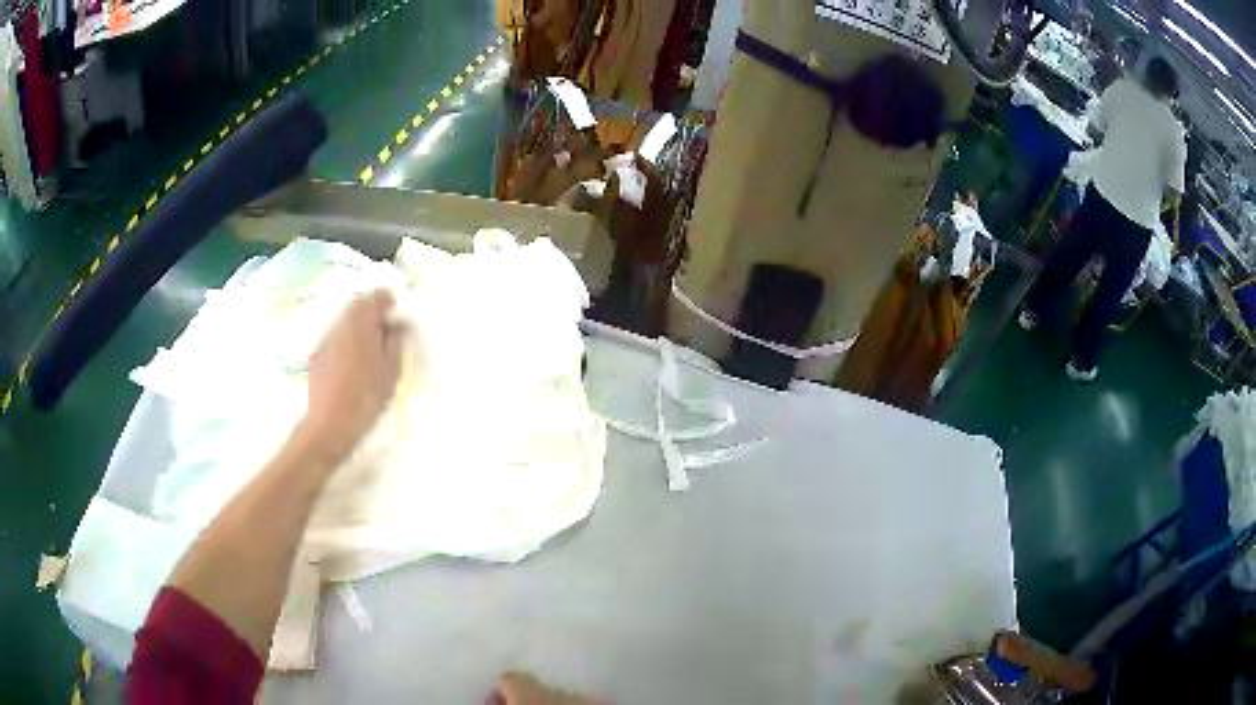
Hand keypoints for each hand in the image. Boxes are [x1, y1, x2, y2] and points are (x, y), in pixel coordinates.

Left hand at [299, 289, 402, 464]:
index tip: (399, 322)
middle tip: (386, 337)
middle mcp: (341, 323)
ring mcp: (326, 338)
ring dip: (359, 328)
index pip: (378, 296)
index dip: (391, 304)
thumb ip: (396, 341)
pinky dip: (347, 342)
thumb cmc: (366, 397)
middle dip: (374, 314)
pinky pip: (336, 338)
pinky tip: (352, 366)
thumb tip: (398, 323)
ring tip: (370, 353)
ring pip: (346, 321)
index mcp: (361, 322)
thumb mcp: (391, 371)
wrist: (329, 424)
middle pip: (359, 305)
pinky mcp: (317, 355)